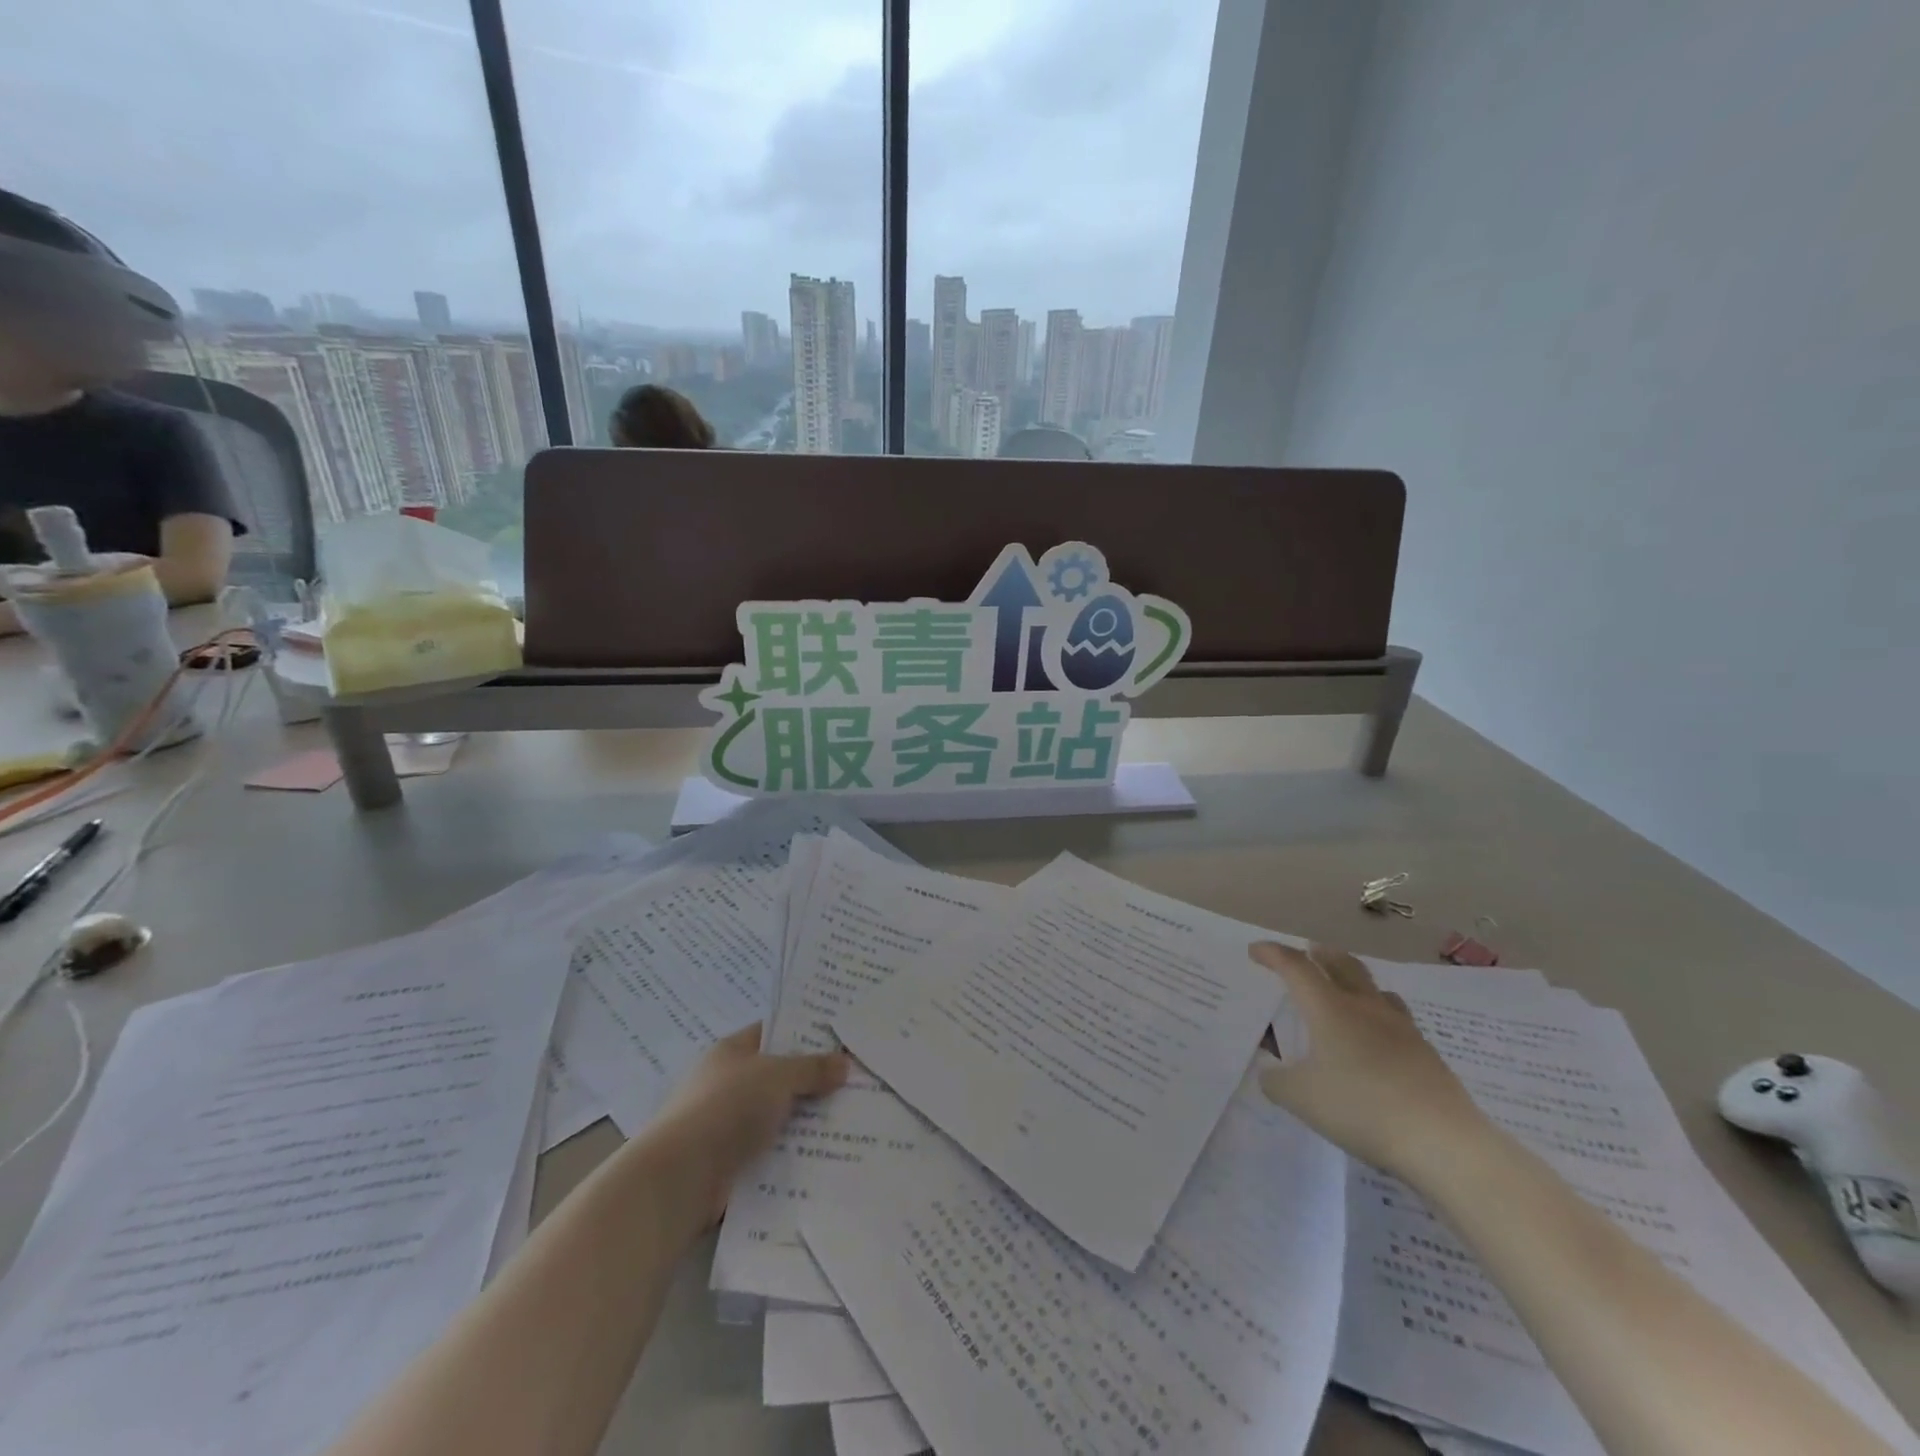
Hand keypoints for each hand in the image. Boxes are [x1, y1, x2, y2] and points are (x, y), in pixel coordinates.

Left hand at [652, 1025, 850, 1219]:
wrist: (681, 1178)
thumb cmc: (727, 1108)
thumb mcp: (777, 1076)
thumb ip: (812, 1069)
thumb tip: (844, 1063)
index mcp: (732, 1051)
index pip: (773, 1032)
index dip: (805, 1032)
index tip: (841, 1039)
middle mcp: (728, 1083)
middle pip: (779, 1076)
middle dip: (814, 1081)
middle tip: (857, 1081)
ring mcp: (728, 1124)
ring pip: (778, 1116)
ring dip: (807, 1121)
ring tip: (852, 1120)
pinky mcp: (732, 1162)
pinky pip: (772, 1151)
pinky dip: (794, 1153)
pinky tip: (827, 1154)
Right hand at [1250, 942, 1488, 1182]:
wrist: (1442, 1141)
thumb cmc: (1360, 1108)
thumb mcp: (1300, 1098)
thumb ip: (1277, 1081)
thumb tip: (1270, 1073)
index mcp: (1329, 1009)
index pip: (1296, 967)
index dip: (1273, 954)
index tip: (1255, 951)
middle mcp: (1365, 1008)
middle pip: (1343, 965)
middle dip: (1322, 955)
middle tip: (1310, 951)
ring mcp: (1401, 1029)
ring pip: (1376, 990)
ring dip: (1356, 981)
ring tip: (1347, 990)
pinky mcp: (1426, 1055)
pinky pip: (1397, 1020)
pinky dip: (1379, 1017)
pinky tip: (1378, 1040)